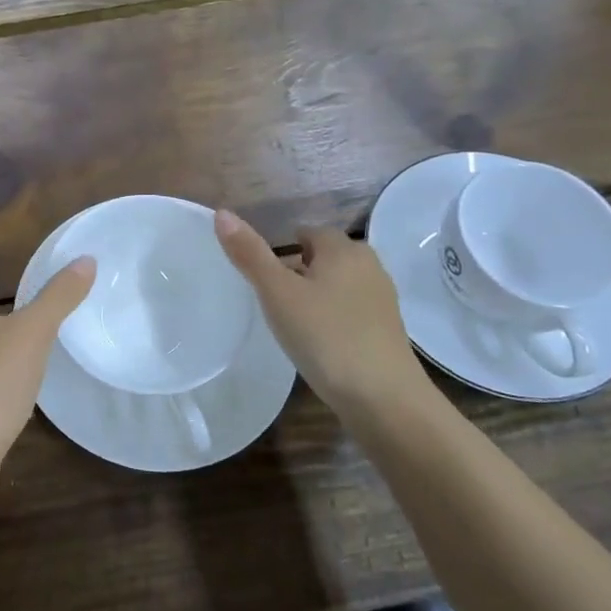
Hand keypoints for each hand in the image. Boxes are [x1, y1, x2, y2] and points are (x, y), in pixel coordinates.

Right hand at [214, 209, 429, 414]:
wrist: (383, 398)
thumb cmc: (325, 336)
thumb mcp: (277, 294)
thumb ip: (250, 254)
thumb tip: (222, 213)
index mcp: (343, 249)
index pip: (307, 232)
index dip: (282, 249)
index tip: (263, 277)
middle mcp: (368, 265)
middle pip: (326, 256)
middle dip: (300, 269)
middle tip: (273, 299)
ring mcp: (382, 298)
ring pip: (340, 283)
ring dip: (317, 294)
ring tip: (292, 321)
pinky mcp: (387, 328)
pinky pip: (352, 308)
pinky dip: (333, 316)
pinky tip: (319, 341)